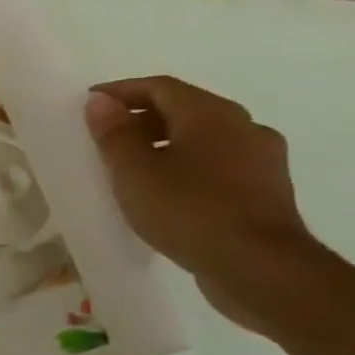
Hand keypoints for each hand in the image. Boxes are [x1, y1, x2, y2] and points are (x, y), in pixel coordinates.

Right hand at [85, 76, 329, 332]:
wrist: (260, 267)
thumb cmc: (189, 210)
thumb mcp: (134, 172)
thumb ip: (115, 134)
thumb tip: (101, 102)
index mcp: (212, 115)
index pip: (160, 87)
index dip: (121, 91)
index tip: (89, 104)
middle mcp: (244, 127)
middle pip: (185, 109)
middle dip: (142, 117)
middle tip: (105, 136)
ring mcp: (261, 159)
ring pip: (203, 138)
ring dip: (165, 143)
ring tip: (130, 166)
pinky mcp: (265, 190)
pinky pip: (217, 164)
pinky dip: (186, 165)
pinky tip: (166, 190)